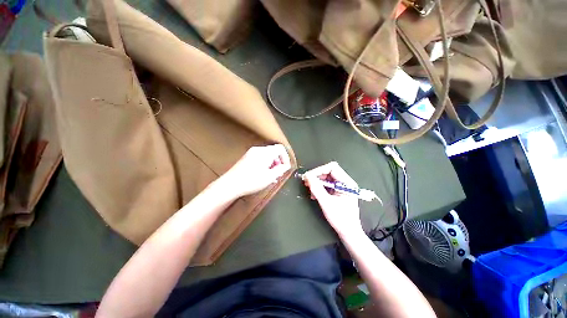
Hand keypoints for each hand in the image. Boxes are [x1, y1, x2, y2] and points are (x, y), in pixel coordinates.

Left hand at [220, 144, 291, 197]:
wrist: (231, 184)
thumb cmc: (251, 181)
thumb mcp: (270, 177)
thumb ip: (281, 170)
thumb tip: (286, 166)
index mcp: (265, 152)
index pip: (280, 148)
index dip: (285, 157)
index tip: (285, 167)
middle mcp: (258, 149)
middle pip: (274, 151)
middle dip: (279, 161)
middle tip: (279, 173)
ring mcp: (251, 152)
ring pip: (267, 155)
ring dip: (272, 163)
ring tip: (272, 176)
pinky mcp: (247, 157)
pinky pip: (260, 157)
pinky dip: (265, 163)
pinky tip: (264, 174)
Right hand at [303, 162, 362, 237]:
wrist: (349, 233)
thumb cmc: (340, 219)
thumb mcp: (326, 203)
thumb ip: (316, 188)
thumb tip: (307, 176)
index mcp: (347, 183)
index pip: (332, 168)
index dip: (319, 170)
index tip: (309, 176)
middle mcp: (346, 182)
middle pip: (329, 172)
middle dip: (317, 176)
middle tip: (306, 182)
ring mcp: (342, 187)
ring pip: (327, 178)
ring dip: (317, 182)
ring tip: (309, 188)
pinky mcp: (338, 191)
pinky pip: (327, 184)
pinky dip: (319, 187)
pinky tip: (314, 194)